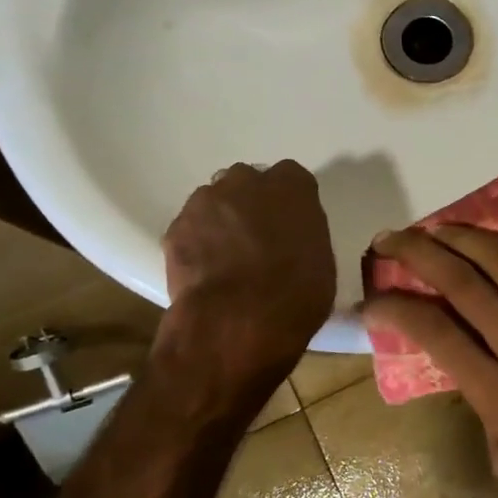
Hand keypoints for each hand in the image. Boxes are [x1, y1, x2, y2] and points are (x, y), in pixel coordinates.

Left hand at [157, 161, 334, 392]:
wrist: (239, 320)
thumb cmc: (296, 293)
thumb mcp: (321, 261)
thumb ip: (304, 235)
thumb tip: (291, 238)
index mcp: (291, 188)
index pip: (292, 177)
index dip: (288, 200)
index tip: (289, 221)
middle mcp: (247, 182)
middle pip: (247, 181)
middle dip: (250, 202)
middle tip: (258, 236)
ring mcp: (206, 202)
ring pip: (214, 201)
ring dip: (221, 219)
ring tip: (227, 256)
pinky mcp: (176, 227)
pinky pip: (190, 227)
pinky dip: (198, 242)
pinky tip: (206, 270)